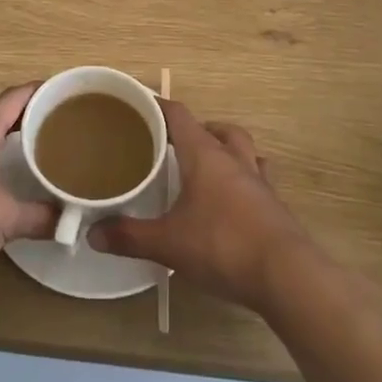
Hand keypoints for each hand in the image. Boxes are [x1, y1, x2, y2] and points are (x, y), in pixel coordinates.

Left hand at [0, 83, 55, 281]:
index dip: (40, 91)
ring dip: (8, 141)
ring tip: (37, 152)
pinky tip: (3, 183)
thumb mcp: (4, 219)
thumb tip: (70, 221)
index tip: (66, 93)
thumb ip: (39, 217)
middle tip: (60, 126)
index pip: (14, 97)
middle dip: (28, 117)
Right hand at [88, 99, 312, 312]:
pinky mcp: (276, 208)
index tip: (139, 104)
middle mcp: (234, 160)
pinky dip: (244, 183)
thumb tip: (92, 234)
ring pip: (244, 151)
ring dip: (227, 152)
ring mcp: (260, 183)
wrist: (288, 277)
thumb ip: (130, 236)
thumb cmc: (223, 246)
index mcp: (205, 155)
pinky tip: (233, 204)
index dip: (159, 106)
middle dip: (197, 130)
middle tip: (175, 145)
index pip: (179, 115)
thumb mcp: (168, 243)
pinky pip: (259, 181)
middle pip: (218, 129)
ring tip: (208, 169)